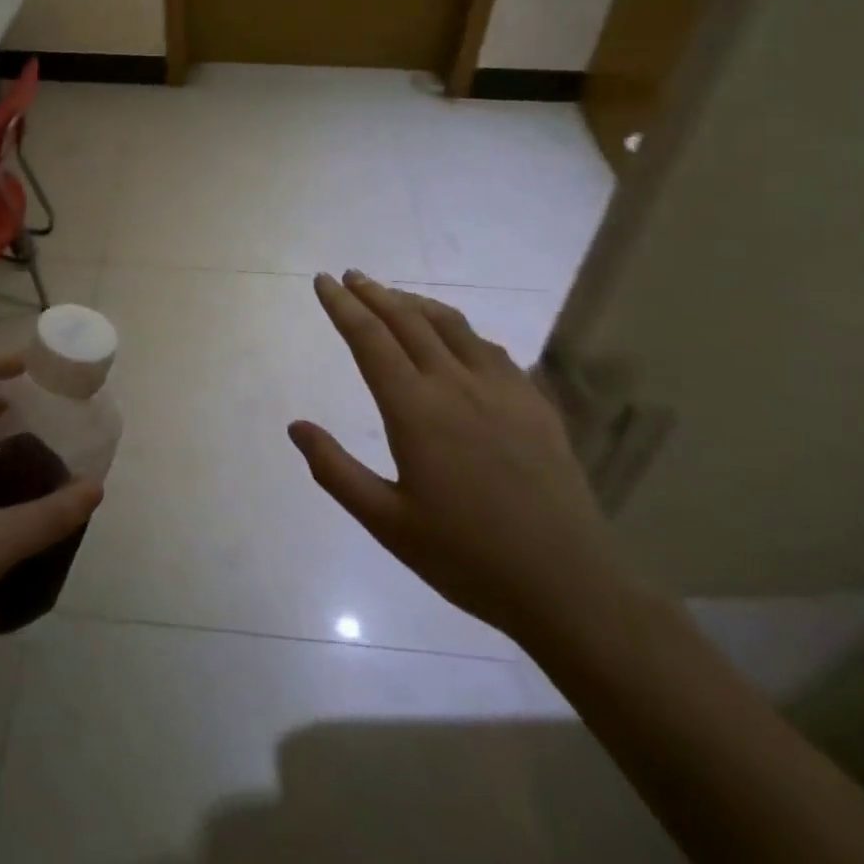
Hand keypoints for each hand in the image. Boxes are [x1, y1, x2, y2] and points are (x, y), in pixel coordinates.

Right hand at [290, 270, 635, 644]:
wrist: (567, 586)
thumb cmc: (466, 557)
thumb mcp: (386, 523)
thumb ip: (336, 470)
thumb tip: (296, 426)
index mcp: (415, 409)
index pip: (369, 338)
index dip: (342, 305)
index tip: (324, 281)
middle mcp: (455, 383)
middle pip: (407, 319)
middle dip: (374, 293)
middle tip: (351, 276)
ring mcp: (500, 387)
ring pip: (450, 324)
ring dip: (415, 303)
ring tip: (393, 296)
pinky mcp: (532, 401)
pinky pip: (487, 347)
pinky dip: (458, 329)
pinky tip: (454, 338)